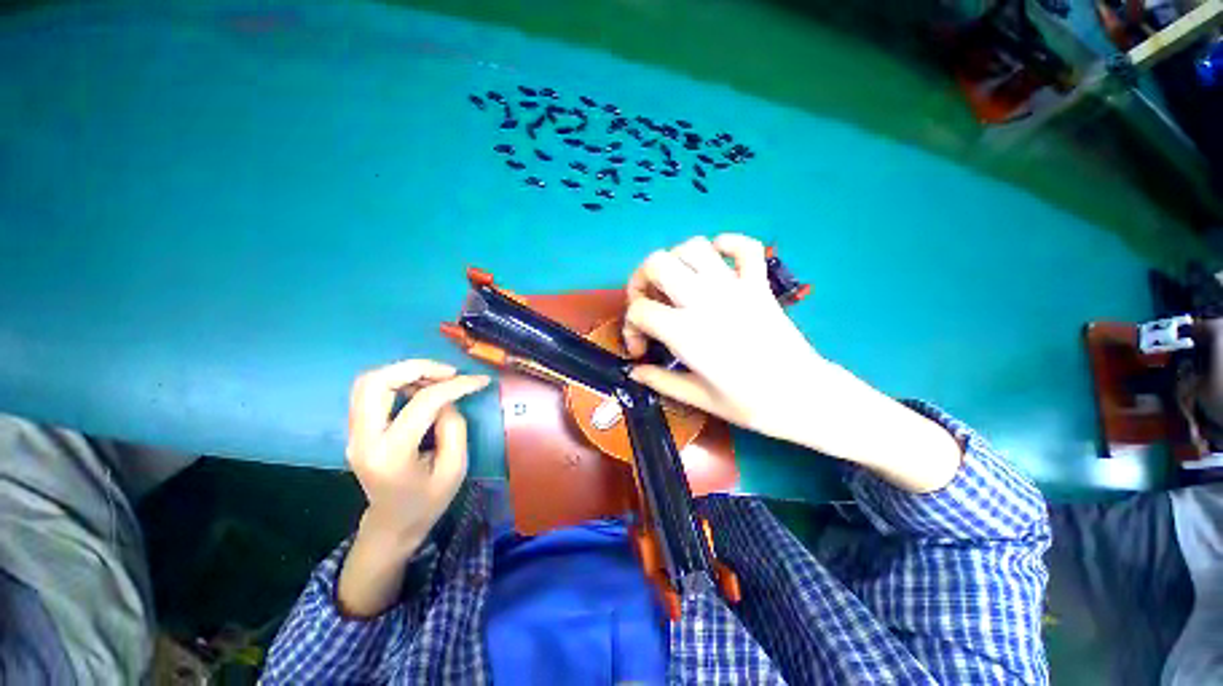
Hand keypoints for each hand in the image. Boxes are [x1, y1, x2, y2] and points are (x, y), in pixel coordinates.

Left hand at [338, 359, 489, 616]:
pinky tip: (421, 386)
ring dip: (405, 371)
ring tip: (437, 377)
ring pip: (368, 382)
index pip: (422, 404)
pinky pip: (370, 392)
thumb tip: (448, 398)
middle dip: (416, 368)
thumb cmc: (428, 501)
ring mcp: (354, 434)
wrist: (392, 524)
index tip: (479, 380)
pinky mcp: (356, 430)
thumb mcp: (455, 468)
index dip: (455, 386)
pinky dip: (397, 380)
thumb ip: (454, 427)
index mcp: (391, 455)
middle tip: (449, 372)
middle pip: (376, 383)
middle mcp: (363, 440)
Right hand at [622, 234, 828, 444]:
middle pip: (657, 264)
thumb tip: (634, 373)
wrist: (803, 396)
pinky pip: (744, 247)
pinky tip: (715, 261)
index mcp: (685, 332)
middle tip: (648, 303)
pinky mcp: (759, 284)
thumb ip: (660, 381)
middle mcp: (704, 301)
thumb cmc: (749, 403)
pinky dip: (726, 244)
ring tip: (675, 284)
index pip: (640, 310)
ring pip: (694, 247)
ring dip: (675, 260)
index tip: (641, 349)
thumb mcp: (697, 398)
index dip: (630, 328)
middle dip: (641, 280)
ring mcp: (735, 288)